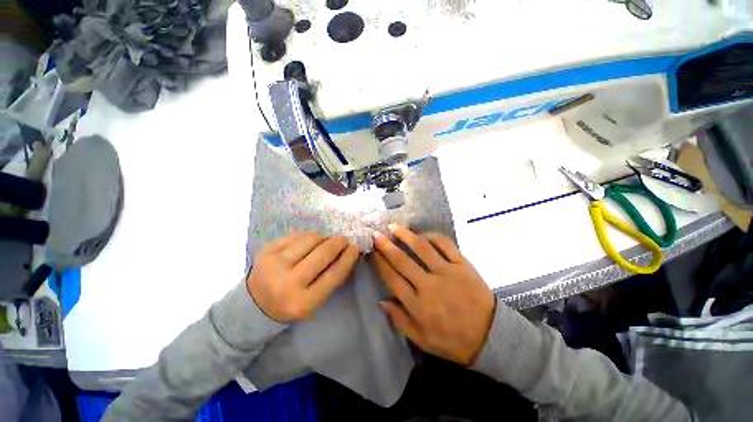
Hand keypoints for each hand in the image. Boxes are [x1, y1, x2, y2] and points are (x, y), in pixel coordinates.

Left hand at [248, 231, 358, 321]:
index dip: (348, 258)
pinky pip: (296, 235)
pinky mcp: (266, 250)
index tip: (355, 247)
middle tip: (344, 239)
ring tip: (326, 240)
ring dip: (324, 237)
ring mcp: (274, 264)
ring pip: (310, 240)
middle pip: (322, 254)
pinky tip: (311, 240)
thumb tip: (347, 251)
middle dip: (338, 243)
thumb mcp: (313, 300)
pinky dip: (308, 235)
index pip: (334, 274)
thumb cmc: (290, 304)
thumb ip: (331, 278)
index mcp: (302, 302)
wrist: (253, 304)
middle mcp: (287, 283)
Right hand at [371, 225, 494, 365]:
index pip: (392, 279)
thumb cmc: (453, 340)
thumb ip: (400, 320)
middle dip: (387, 246)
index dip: (380, 263)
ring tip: (394, 226)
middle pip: (403, 261)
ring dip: (406, 235)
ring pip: (422, 248)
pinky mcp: (463, 265)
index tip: (373, 252)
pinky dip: (432, 236)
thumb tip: (381, 300)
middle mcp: (430, 286)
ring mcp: (448, 272)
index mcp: (418, 305)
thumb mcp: (422, 340)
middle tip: (377, 235)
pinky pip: (445, 245)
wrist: (490, 336)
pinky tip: (423, 234)